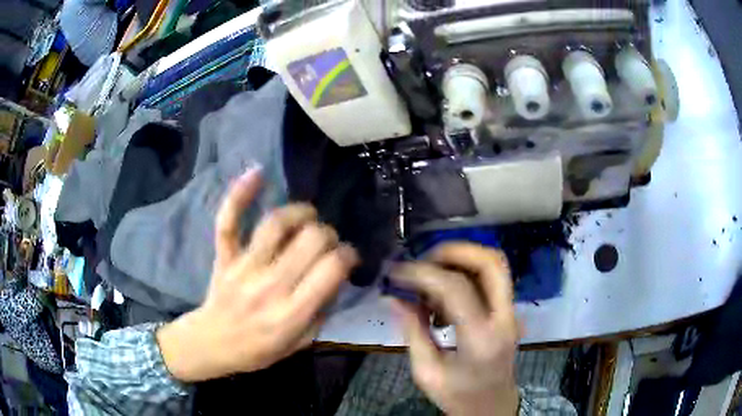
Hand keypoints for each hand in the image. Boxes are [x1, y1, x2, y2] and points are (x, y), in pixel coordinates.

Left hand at [157, 169, 358, 381]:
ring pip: (277, 224)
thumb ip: (322, 311)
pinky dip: (240, 194)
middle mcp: (270, 285)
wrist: (212, 344)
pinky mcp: (225, 256)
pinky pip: (229, 222)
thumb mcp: (300, 343)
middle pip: (311, 240)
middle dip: (329, 235)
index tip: (349, 257)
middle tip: (327, 243)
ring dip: (301, 213)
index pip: (332, 269)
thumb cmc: (258, 349)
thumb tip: (336, 276)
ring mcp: (243, 267)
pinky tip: (257, 172)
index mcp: (292, 313)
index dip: (349, 255)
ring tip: (309, 216)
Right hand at [391, 243, 519, 415]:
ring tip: (430, 277)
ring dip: (461, 259)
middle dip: (454, 251)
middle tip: (423, 261)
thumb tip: (393, 297)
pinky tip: (443, 294)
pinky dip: (466, 273)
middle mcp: (504, 319)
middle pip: (491, 262)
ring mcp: (511, 313)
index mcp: (481, 339)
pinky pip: (490, 278)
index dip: (423, 273)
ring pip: (495, 265)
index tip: (397, 273)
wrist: (492, 407)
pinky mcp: (508, 312)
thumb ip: (412, 331)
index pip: (457, 288)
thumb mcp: (426, 372)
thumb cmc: (458, 396)